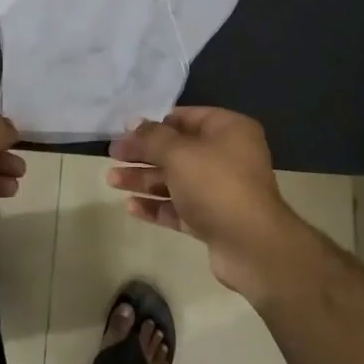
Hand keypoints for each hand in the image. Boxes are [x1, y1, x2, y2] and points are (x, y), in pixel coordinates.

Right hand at [108, 107, 309, 302]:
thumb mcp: (179, 153)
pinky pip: (180, 207)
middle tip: (112, 156)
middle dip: (143, 154)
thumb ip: (152, 137)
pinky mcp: (214, 219)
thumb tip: (133, 124)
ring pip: (175, 180)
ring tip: (111, 181)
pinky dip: (157, 205)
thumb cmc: (216, 185)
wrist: (252, 246)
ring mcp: (221, 190)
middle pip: (177, 150)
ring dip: (144, 180)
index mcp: (228, 130)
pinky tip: (130, 206)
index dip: (154, 123)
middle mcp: (228, 156)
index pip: (185, 117)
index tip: (125, 131)